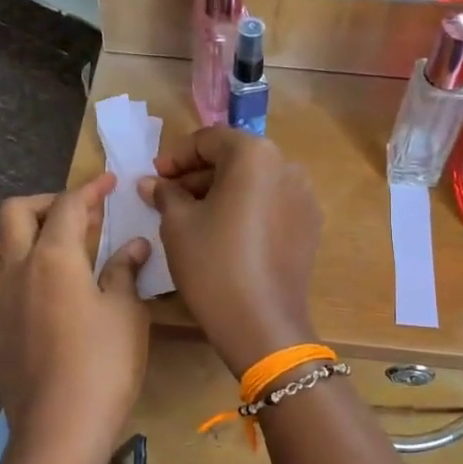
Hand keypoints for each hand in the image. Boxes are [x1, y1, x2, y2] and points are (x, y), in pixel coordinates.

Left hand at [0, 175, 149, 460]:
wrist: (62, 427)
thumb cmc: (104, 364)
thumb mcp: (127, 313)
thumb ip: (125, 272)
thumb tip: (134, 244)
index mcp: (54, 258)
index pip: (70, 206)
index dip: (91, 188)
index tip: (108, 182)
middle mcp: (14, 272)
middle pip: (14, 214)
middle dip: (43, 204)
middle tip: (71, 219)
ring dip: (0, 248)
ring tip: (28, 261)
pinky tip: (1, 313)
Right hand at [139, 127, 322, 376]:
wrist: (261, 324)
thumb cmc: (213, 265)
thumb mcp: (178, 225)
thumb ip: (166, 193)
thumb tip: (153, 182)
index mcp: (255, 155)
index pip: (209, 139)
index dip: (176, 156)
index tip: (154, 177)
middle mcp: (287, 166)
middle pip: (235, 159)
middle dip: (199, 174)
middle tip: (169, 196)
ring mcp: (304, 197)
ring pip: (254, 182)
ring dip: (222, 191)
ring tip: (193, 216)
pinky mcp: (310, 226)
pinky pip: (271, 205)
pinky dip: (246, 209)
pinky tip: (225, 233)